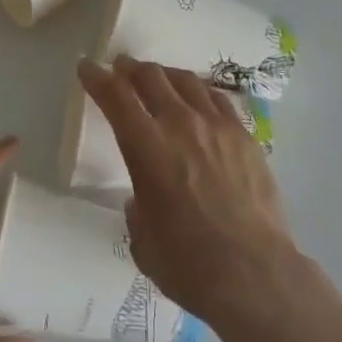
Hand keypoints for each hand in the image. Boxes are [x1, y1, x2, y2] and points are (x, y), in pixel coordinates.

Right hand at [77, 56, 307, 333]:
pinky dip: (198, 91)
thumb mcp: (143, 242)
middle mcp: (180, 124)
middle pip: (151, 77)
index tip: (87, 67)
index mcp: (147, 147)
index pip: (115, 97)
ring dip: (165, 75)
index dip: (97, 78)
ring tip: (159, 78)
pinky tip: (197, 98)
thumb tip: (143, 199)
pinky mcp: (244, 135)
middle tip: (122, 68)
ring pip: (185, 80)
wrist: (255, 274)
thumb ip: (137, 210)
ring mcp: (216, 125)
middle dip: (130, 68)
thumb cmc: (189, 266)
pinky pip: (216, 99)